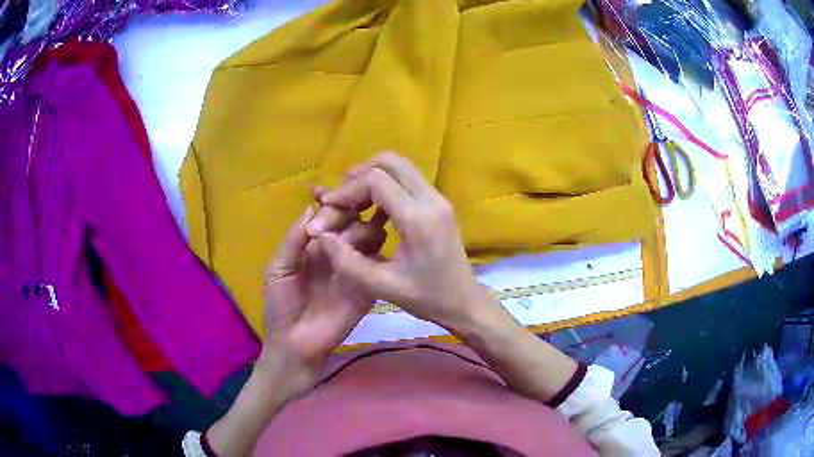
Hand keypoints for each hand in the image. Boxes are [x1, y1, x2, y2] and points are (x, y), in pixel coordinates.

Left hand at [261, 203, 385, 387]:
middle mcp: (338, 251)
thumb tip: (312, 206)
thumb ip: (294, 238)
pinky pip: (379, 265)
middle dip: (348, 213)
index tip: (327, 193)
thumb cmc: (281, 306)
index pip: (331, 215)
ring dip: (364, 230)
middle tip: (337, 223)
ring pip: (372, 237)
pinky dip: (376, 254)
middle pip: (354, 220)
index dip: (331, 203)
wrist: (294, 344)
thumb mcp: (278, 268)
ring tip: (349, 239)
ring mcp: (356, 268)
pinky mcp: (369, 287)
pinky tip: (364, 256)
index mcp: (316, 245)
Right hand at [309, 152, 490, 331]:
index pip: (376, 181)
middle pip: (390, 161)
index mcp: (418, 219)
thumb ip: (347, 261)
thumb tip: (320, 235)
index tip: (328, 206)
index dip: (346, 189)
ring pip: (400, 166)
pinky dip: (386, 184)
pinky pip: (408, 179)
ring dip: (372, 176)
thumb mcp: (382, 287)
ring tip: (352, 202)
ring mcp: (438, 198)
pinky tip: (372, 209)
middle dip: (359, 173)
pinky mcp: (438, 203)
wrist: (463, 302)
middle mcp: (431, 199)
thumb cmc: (426, 298)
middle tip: (341, 197)